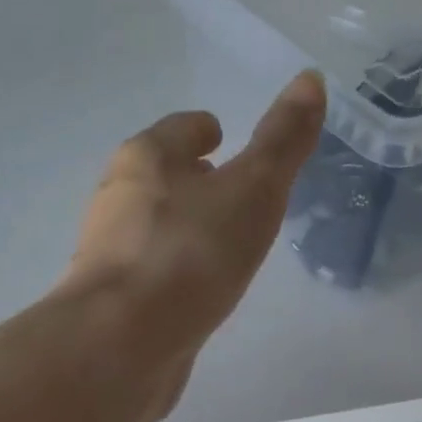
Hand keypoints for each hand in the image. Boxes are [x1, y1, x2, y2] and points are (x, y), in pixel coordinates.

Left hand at [62, 70, 326, 359]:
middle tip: (234, 192)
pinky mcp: (113, 299)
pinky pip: (152, 270)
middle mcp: (118, 198)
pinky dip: (175, 269)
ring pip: (155, 225)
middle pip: (161, 175)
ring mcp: (110, 252)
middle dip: (194, 178)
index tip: (225, 138)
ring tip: (224, 244)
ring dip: (185, 226)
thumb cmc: (191, 253)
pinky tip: (198, 291)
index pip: (180, 128)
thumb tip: (311, 78)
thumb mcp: (253, 190)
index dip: (206, 129)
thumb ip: (282, 141)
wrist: (122, 343)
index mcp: (146, 158)